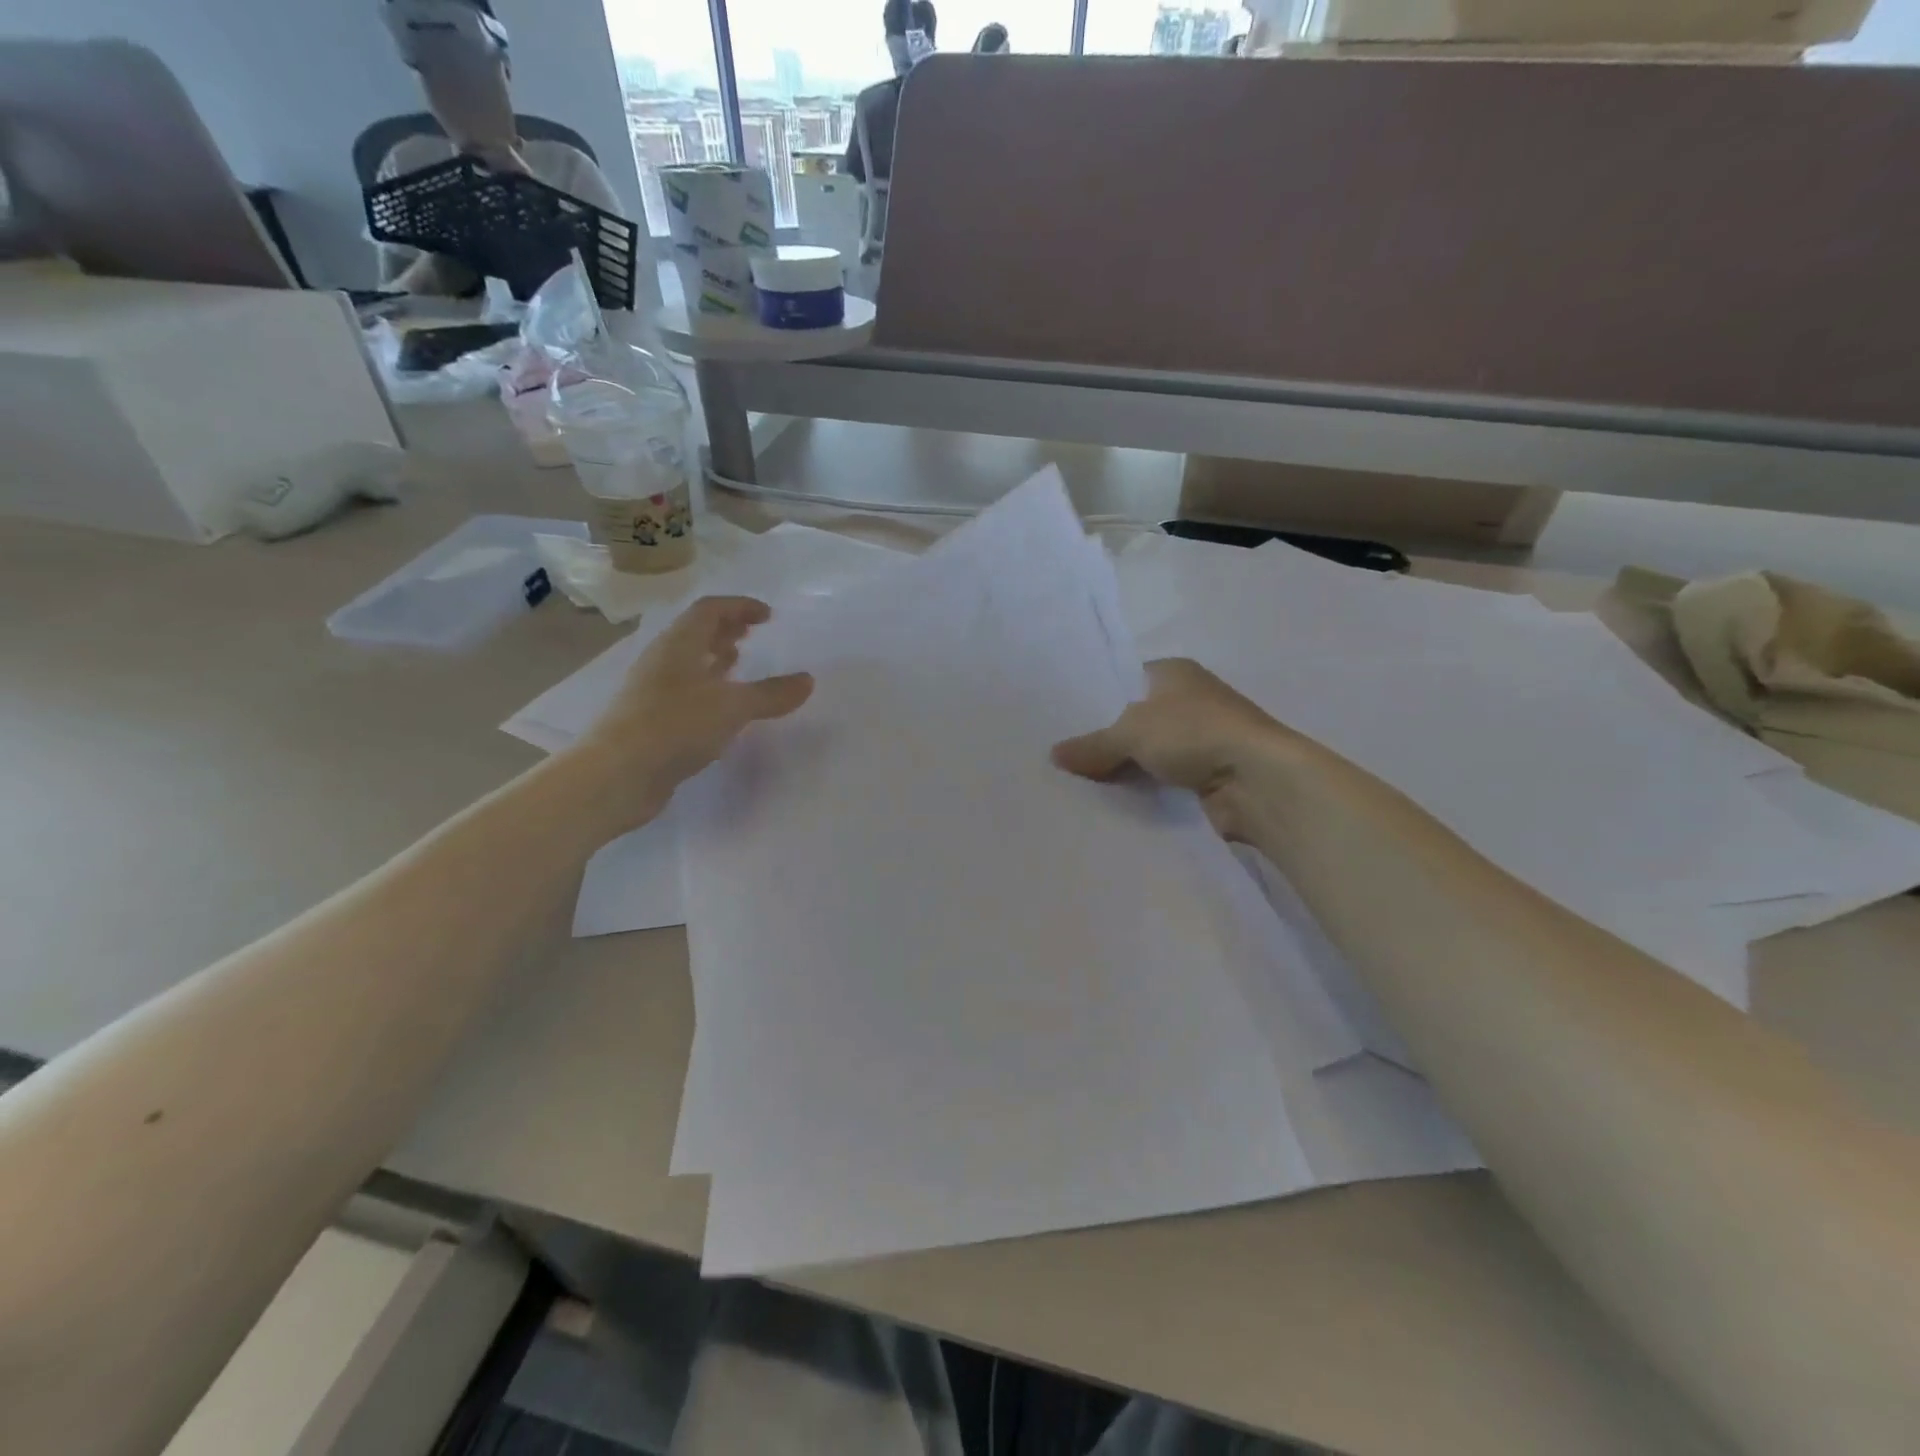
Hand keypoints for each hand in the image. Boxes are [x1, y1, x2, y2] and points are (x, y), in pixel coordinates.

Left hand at [567, 597, 812, 833]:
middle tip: (752, 635)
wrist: (617, 775)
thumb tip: (807, 680)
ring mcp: (654, 692)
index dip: (739, 607)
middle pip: (695, 633)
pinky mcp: (652, 721)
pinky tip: (722, 709)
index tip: (768, 616)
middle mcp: (663, 661)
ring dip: (714, 660)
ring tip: (739, 664)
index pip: (710, 610)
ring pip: (689, 664)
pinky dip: (707, 691)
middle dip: (725, 630)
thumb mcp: (733, 707)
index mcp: (679, 644)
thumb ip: (771, 693)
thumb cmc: (675, 726)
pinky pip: (685, 693)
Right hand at [1052, 659, 1300, 840]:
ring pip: (1149, 753)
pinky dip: (1145, 790)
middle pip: (1136, 720)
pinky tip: (1111, 802)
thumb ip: (1092, 744)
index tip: (1065, 722)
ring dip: (1125, 768)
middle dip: (1106, 739)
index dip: (1097, 699)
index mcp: (1174, 673)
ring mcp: (1202, 739)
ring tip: (1077, 783)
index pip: (1126, 680)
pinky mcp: (1208, 775)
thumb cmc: (1193, 733)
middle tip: (1063, 757)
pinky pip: (1164, 781)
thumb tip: (1053, 755)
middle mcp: (1190, 700)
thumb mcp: (1131, 731)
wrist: (1257, 780)